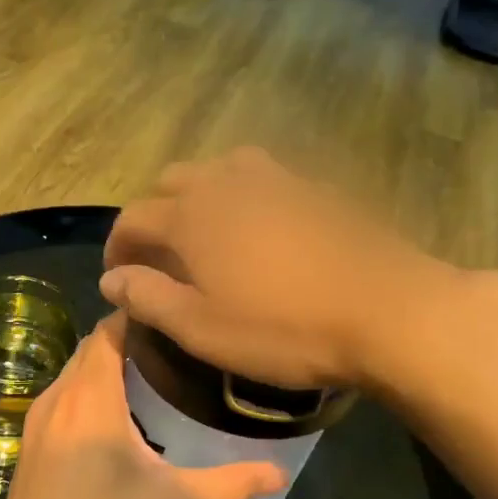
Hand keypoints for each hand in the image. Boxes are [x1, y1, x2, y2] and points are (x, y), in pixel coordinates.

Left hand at [0, 313, 285, 498]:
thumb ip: (230, 484)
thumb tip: (281, 474)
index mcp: (91, 399)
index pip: (109, 331)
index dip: (139, 316)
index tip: (176, 318)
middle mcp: (58, 398)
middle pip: (92, 348)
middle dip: (128, 340)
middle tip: (176, 351)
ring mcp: (37, 420)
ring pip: (74, 373)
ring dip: (106, 367)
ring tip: (153, 380)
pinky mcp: (29, 442)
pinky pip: (62, 397)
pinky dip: (88, 391)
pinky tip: (116, 420)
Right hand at [100, 148, 443, 389]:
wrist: (386, 311)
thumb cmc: (284, 330)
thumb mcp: (203, 330)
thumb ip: (149, 299)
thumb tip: (111, 280)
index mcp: (192, 217)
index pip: (134, 218)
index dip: (118, 246)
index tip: (119, 277)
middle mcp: (227, 184)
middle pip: (172, 182)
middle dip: (155, 214)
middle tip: (161, 256)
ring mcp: (277, 180)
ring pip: (219, 169)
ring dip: (200, 193)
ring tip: (208, 230)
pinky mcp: (317, 188)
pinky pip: (265, 177)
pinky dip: (245, 194)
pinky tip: (264, 226)